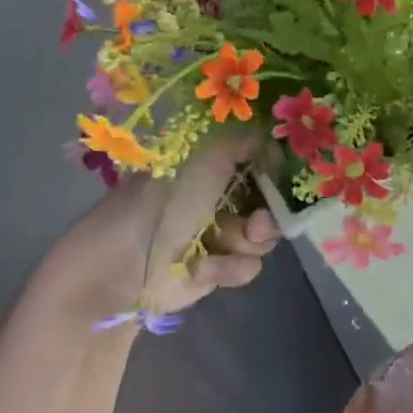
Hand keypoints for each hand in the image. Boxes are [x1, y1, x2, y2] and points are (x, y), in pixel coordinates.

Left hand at [35, 133, 279, 326]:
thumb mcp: (210, 154)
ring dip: (251, 239)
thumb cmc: (167, 200)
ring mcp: (219, 235)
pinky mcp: (217, 270)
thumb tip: (276, 143)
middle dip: (271, 211)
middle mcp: (219, 197)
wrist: (126, 265)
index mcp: (212, 165)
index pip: (260, 163)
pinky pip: (248, 266)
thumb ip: (249, 141)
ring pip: (265, 236)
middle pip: (270, 202)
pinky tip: (204, 267)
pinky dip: (229, 266)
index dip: (276, 171)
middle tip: (258, 220)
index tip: (286, 178)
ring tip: (226, 242)